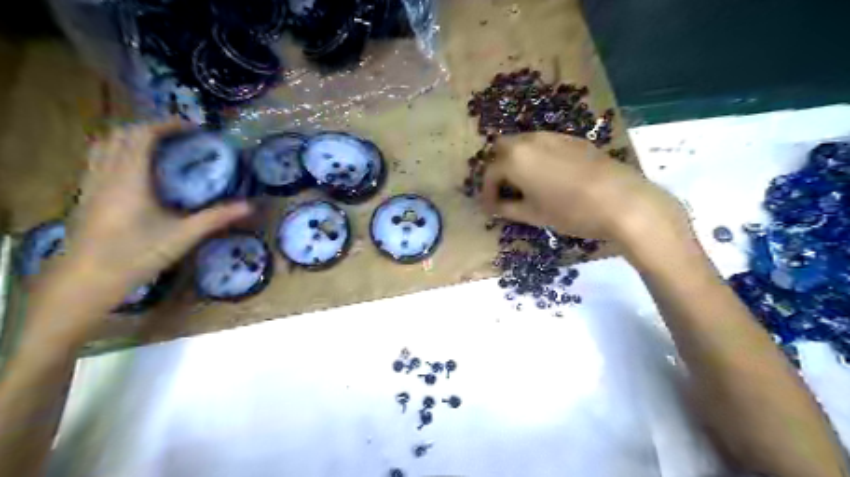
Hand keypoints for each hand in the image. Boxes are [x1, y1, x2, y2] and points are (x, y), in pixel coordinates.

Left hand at [61, 122, 248, 303]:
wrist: (87, 280)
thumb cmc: (137, 255)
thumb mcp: (183, 236)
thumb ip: (216, 217)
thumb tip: (250, 206)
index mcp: (129, 178)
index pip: (142, 135)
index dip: (167, 125)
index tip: (193, 128)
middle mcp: (106, 173)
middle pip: (121, 134)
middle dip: (151, 128)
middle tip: (180, 137)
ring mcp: (92, 183)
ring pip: (105, 145)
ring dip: (132, 138)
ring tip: (159, 148)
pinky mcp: (86, 195)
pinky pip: (100, 159)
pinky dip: (119, 152)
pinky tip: (137, 171)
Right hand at [481, 132, 686, 247]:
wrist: (621, 201)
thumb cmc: (570, 212)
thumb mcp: (533, 215)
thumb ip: (507, 208)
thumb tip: (495, 206)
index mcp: (514, 159)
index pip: (489, 173)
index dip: (487, 192)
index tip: (490, 208)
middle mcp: (529, 140)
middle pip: (501, 148)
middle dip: (498, 168)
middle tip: (504, 190)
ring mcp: (552, 137)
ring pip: (523, 142)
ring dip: (516, 160)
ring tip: (525, 183)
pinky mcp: (572, 140)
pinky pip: (543, 143)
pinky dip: (536, 156)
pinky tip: (548, 176)